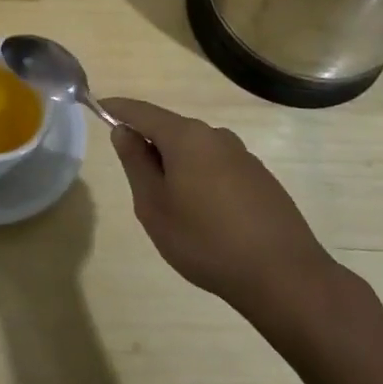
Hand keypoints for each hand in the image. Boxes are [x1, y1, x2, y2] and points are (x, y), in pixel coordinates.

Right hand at [99, 97, 338, 316]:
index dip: (118, 109)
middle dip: (150, 146)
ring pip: (195, 151)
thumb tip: (124, 132)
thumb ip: (136, 163)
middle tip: (137, 184)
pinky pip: (217, 167)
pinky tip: (205, 216)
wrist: (283, 276)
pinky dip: (201, 179)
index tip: (99, 107)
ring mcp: (243, 156)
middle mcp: (216, 136)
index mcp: (186, 137)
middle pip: (171, 130)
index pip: (142, 111)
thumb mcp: (154, 206)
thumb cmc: (205, 241)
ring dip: (177, 166)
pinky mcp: (260, 178)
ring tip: (172, 208)